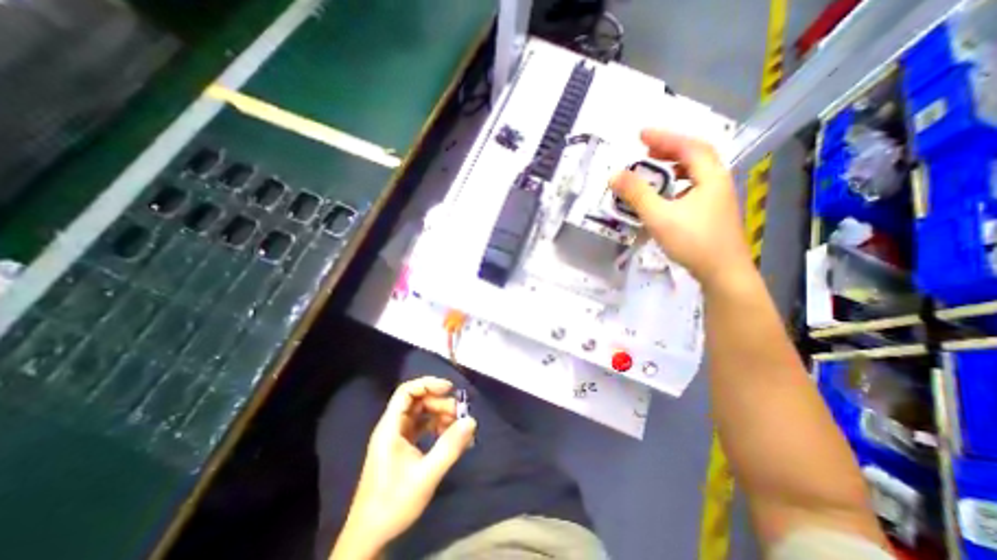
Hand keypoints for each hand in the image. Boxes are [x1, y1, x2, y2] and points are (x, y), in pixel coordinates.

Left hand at [333, 379, 476, 556]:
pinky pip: (421, 428)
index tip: (450, 389)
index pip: (407, 392)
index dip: (428, 384)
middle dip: (439, 403)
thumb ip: (449, 447)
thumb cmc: (393, 502)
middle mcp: (392, 427)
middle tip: (460, 414)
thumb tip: (471, 421)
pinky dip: (436, 428)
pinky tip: (448, 437)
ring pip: (420, 415)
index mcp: (391, 427)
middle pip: (417, 402)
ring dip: (440, 415)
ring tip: (458, 426)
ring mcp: (397, 438)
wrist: (369, 537)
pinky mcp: (402, 448)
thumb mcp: (426, 475)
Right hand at [611, 129, 752, 290]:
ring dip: (673, 167)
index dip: (664, 137)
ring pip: (695, 173)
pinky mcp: (711, 213)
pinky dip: (676, 184)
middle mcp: (717, 182)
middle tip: (645, 150)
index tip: (641, 134)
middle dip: (669, 149)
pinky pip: (692, 188)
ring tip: (653, 170)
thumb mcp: (660, 216)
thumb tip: (614, 175)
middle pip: (695, 156)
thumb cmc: (693, 241)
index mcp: (710, 176)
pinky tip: (664, 196)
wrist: (723, 273)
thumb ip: (637, 195)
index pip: (688, 146)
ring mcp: (716, 198)